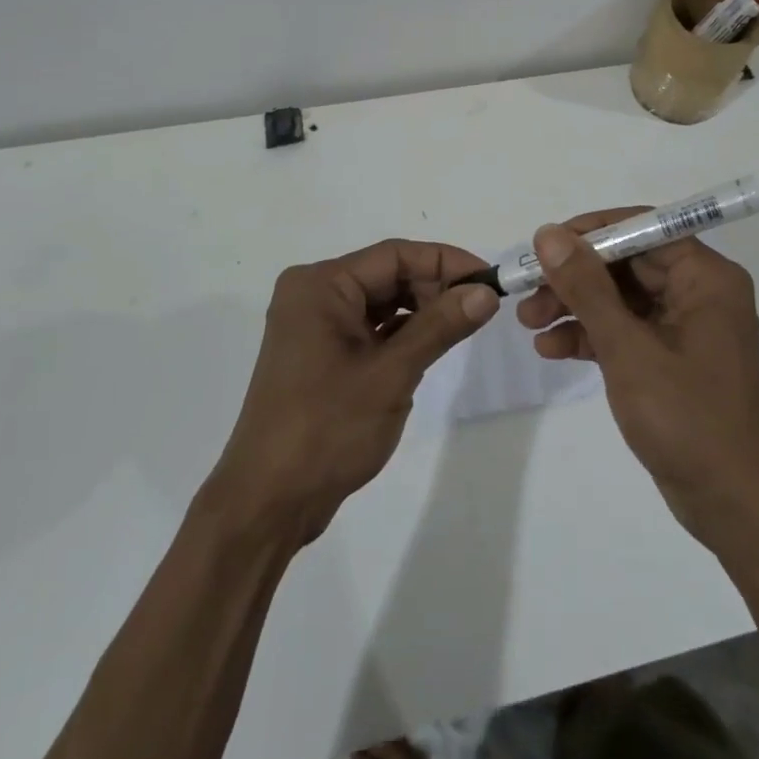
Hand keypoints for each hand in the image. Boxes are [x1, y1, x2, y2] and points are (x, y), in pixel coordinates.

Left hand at [209, 239, 497, 545]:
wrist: (268, 503)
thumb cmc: (326, 429)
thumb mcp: (391, 373)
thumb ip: (440, 326)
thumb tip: (487, 293)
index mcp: (321, 285)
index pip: (394, 255)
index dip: (446, 262)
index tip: (490, 280)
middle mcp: (314, 294)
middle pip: (388, 275)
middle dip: (435, 287)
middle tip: (482, 308)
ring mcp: (315, 326)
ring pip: (382, 302)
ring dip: (422, 311)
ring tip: (464, 326)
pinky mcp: (321, 355)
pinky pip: (370, 328)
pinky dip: (402, 334)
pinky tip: (431, 346)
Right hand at [516, 211, 758, 546]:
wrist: (733, 507)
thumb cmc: (688, 418)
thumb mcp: (629, 349)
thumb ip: (587, 288)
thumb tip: (549, 234)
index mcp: (706, 278)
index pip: (643, 229)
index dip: (591, 233)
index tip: (545, 245)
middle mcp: (699, 293)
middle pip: (627, 264)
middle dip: (574, 277)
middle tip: (527, 292)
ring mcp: (684, 328)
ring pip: (621, 299)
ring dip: (575, 307)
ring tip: (528, 323)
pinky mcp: (670, 359)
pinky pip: (625, 331)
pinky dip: (590, 336)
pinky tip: (551, 349)